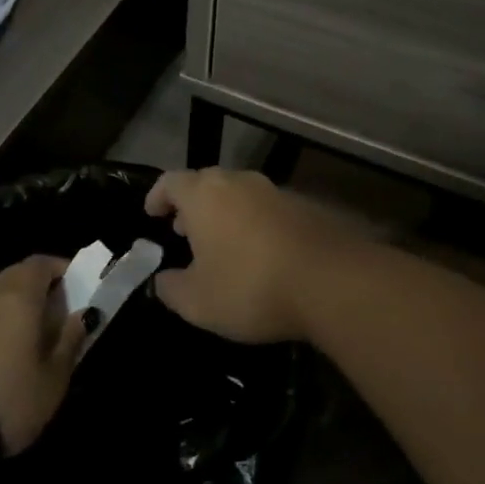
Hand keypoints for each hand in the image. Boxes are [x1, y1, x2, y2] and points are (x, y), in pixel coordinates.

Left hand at [0, 255, 87, 453]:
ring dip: (23, 302)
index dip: (61, 268)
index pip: (41, 262)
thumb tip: (85, 314)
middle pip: (19, 274)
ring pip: (2, 293)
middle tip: (63, 309)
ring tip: (43, 332)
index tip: (79, 286)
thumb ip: (71, 339)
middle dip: (43, 284)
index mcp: (20, 296)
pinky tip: (16, 348)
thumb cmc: (12, 397)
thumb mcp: (55, 375)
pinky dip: (6, 318)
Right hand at [145, 167, 364, 344]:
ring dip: (225, 214)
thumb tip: (162, 280)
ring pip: (239, 194)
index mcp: (204, 195)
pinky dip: (254, 224)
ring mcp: (275, 191)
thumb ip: (171, 289)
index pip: (170, 181)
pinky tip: (260, 254)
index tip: (152, 214)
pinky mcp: (305, 206)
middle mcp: (238, 182)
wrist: (332, 281)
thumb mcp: (198, 302)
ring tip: (221, 244)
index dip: (157, 196)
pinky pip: (267, 209)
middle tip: (184, 231)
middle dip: (191, 205)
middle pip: (206, 183)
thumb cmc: (251, 287)